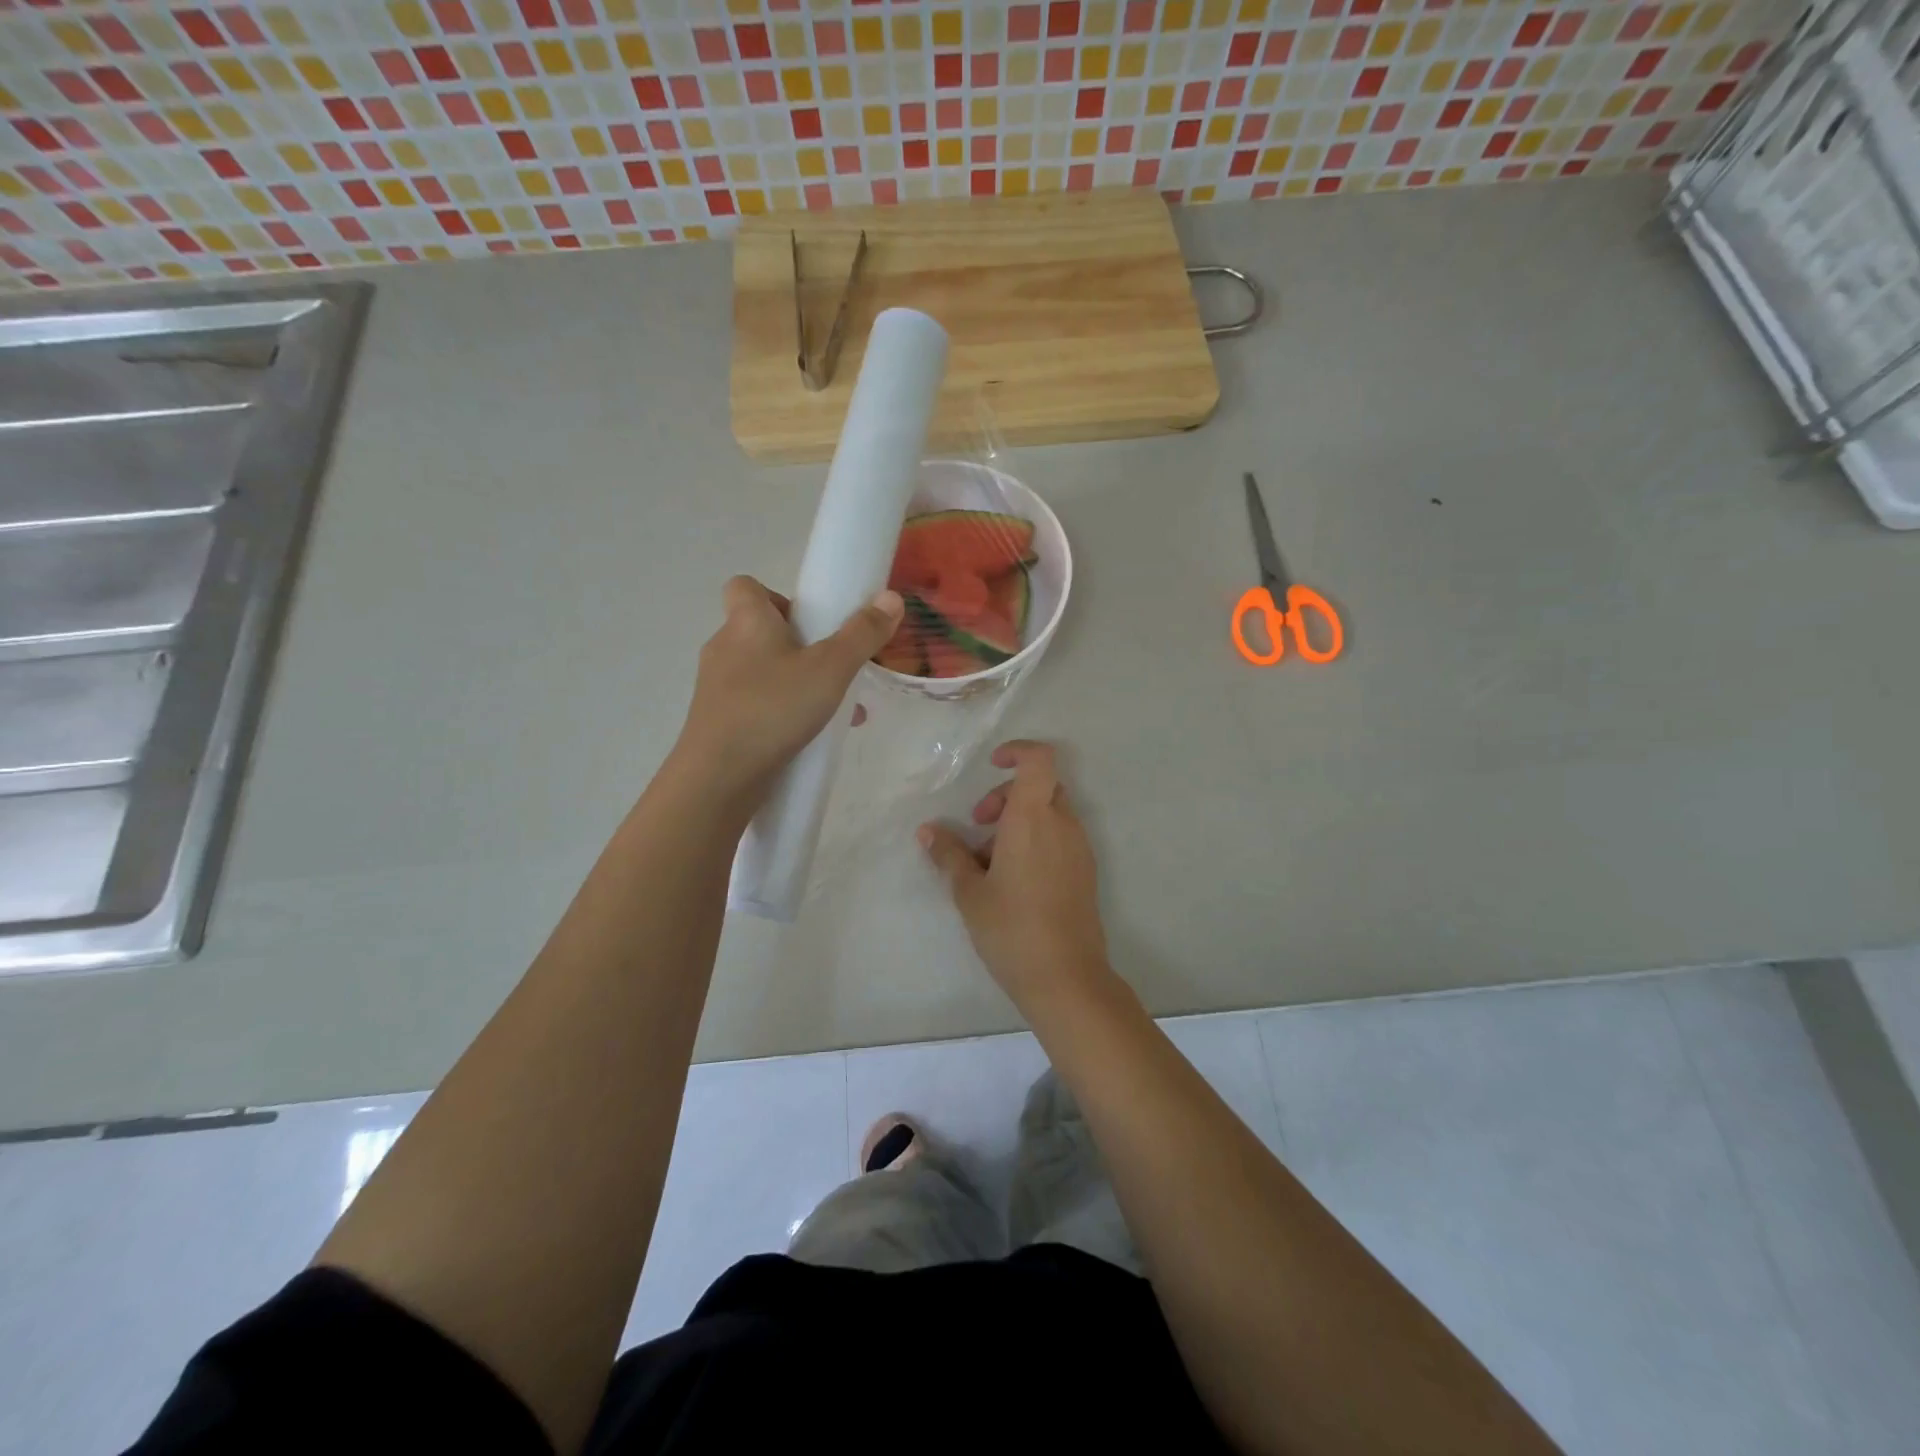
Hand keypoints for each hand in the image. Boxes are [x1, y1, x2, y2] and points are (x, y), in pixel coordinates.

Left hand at [675, 576, 902, 810]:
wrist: (718, 778)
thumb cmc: (773, 709)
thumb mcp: (830, 669)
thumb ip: (862, 634)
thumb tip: (891, 597)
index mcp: (746, 622)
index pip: (746, 586)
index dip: (777, 596)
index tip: (810, 622)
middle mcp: (724, 647)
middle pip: (760, 631)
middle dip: (798, 646)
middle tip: (831, 668)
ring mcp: (715, 687)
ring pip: (761, 672)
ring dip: (795, 683)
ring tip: (831, 709)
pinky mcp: (716, 721)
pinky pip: (754, 705)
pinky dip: (780, 712)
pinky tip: (809, 737)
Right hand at [919, 741, 1118, 1015]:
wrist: (1066, 978)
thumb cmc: (1011, 928)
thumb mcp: (969, 892)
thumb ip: (948, 855)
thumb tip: (927, 831)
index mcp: (1034, 818)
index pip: (1039, 760)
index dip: (1018, 751)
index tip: (992, 765)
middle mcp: (1063, 825)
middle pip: (1041, 786)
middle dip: (1007, 796)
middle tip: (979, 826)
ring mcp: (1079, 849)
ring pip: (1051, 813)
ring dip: (1020, 820)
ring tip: (989, 861)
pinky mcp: (1085, 872)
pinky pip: (1060, 838)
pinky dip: (1036, 840)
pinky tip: (1012, 879)